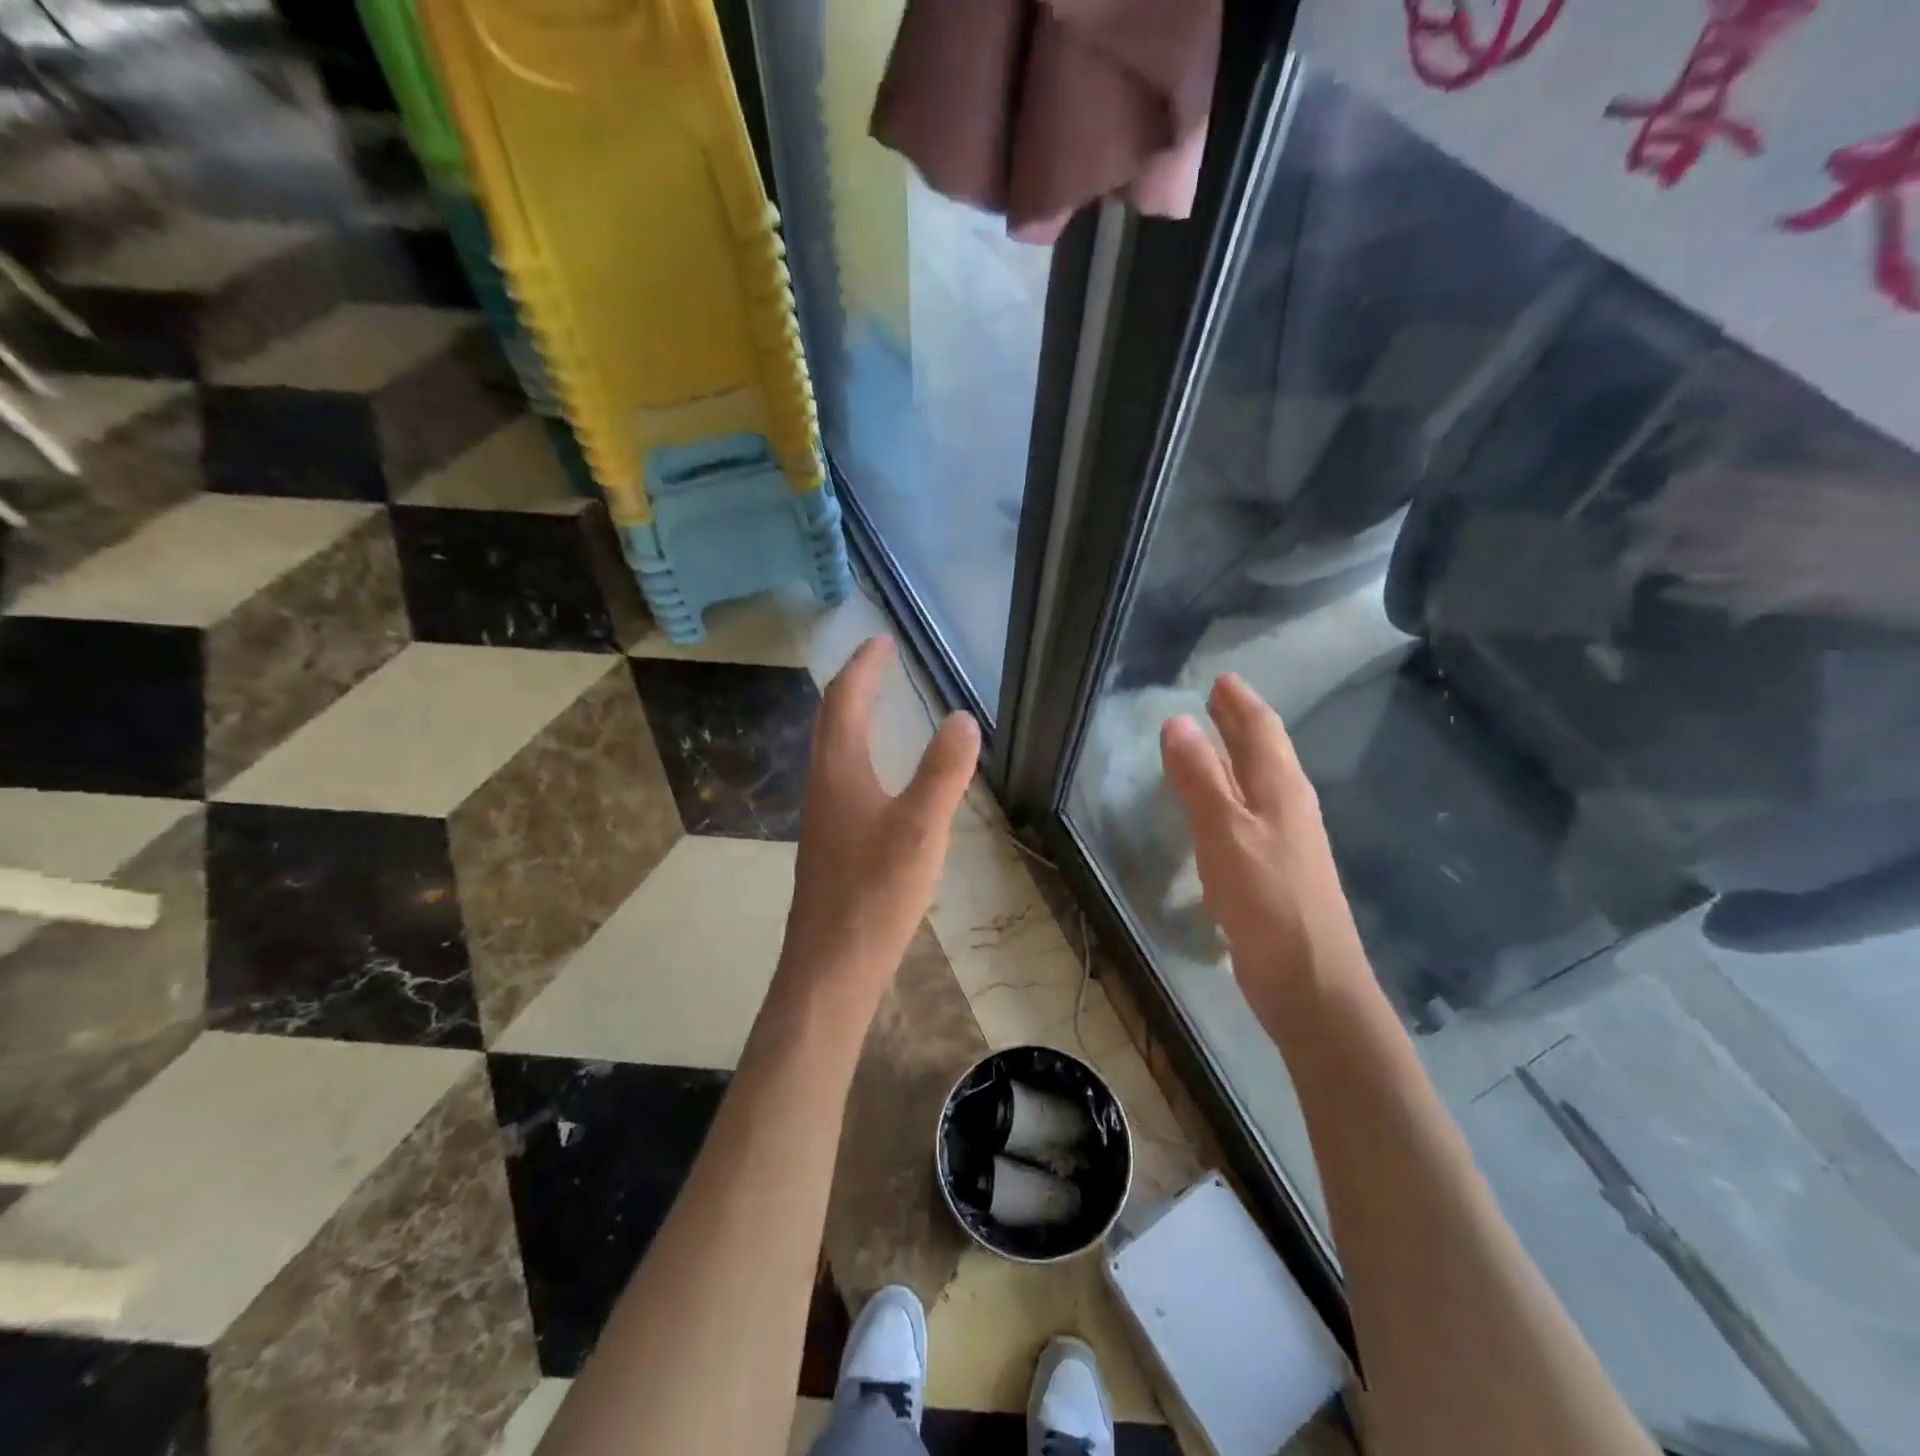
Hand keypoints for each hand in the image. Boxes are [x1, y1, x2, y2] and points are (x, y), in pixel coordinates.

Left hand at [781, 637, 980, 1004]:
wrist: (831, 969)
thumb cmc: (875, 895)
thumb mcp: (920, 829)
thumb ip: (943, 772)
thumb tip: (962, 717)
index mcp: (839, 772)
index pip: (845, 701)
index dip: (864, 666)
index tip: (882, 639)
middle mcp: (823, 787)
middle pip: (831, 721)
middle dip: (855, 684)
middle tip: (881, 661)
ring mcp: (823, 819)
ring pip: (833, 752)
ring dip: (853, 719)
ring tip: (880, 706)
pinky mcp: (831, 847)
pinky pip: (843, 780)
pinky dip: (860, 755)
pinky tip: (880, 780)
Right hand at [1159, 674, 1369, 1035]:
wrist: (1311, 982)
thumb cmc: (1267, 899)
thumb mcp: (1224, 831)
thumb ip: (1200, 776)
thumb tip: (1176, 722)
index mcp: (1281, 788)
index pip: (1261, 730)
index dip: (1240, 703)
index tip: (1221, 679)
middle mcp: (1288, 807)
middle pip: (1264, 753)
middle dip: (1240, 724)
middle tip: (1216, 700)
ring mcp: (1285, 842)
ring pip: (1258, 784)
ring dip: (1235, 758)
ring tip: (1210, 744)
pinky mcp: (1274, 873)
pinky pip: (1249, 816)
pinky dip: (1230, 797)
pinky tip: (1217, 810)